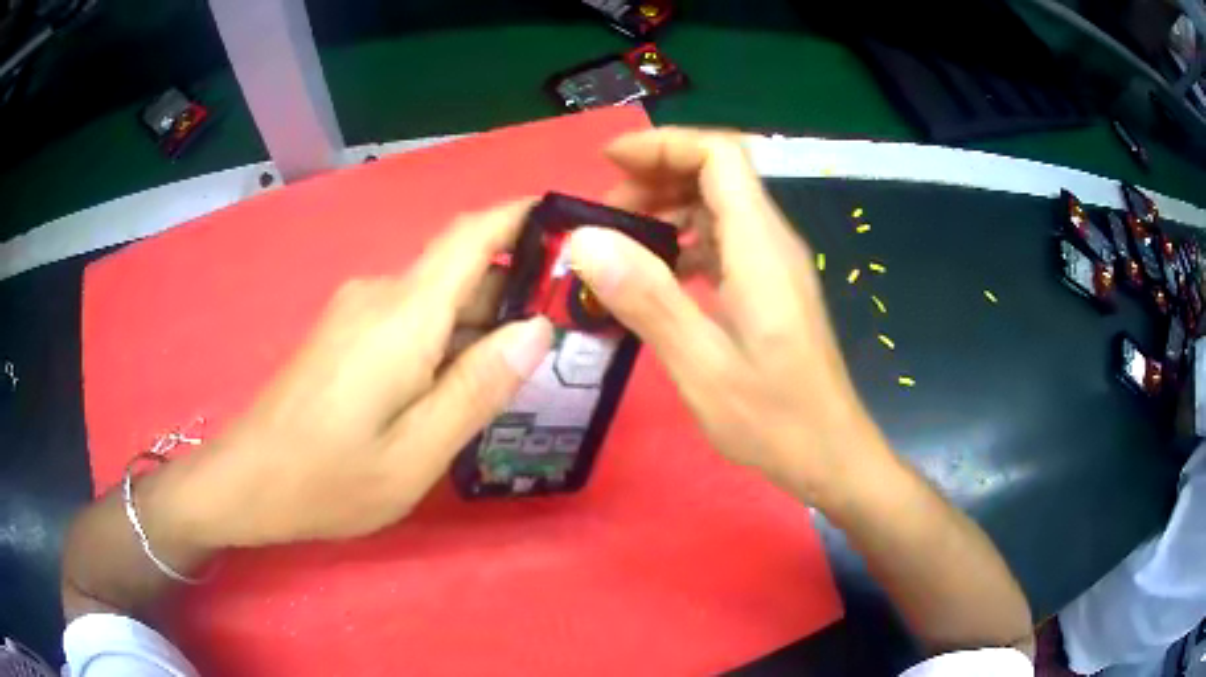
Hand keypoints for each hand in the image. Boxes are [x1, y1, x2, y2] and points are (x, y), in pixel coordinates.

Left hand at [162, 200, 552, 547]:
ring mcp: (357, 311)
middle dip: (515, 291)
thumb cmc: (329, 478)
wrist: (247, 479)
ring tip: (524, 368)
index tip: (572, 225)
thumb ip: (477, 388)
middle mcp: (380, 294)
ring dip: (481, 322)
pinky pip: (410, 319)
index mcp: (403, 315)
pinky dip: (447, 338)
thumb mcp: (416, 453)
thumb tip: (537, 330)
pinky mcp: (345, 331)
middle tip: (569, 334)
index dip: (523, 216)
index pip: (472, 235)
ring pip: (436, 299)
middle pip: (461, 272)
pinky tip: (460, 383)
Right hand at [568, 128, 891, 507]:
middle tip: (603, 215)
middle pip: (717, 175)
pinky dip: (684, 242)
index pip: (720, 157)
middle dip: (656, 177)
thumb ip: (647, 299)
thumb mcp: (702, 366)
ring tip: (619, 243)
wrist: (829, 453)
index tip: (610, 161)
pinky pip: (725, 242)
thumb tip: (586, 240)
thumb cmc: (773, 419)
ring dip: (668, 210)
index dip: (664, 145)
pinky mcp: (770, 287)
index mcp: (760, 248)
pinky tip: (656, 275)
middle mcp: (772, 242)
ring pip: (719, 207)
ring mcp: (774, 264)